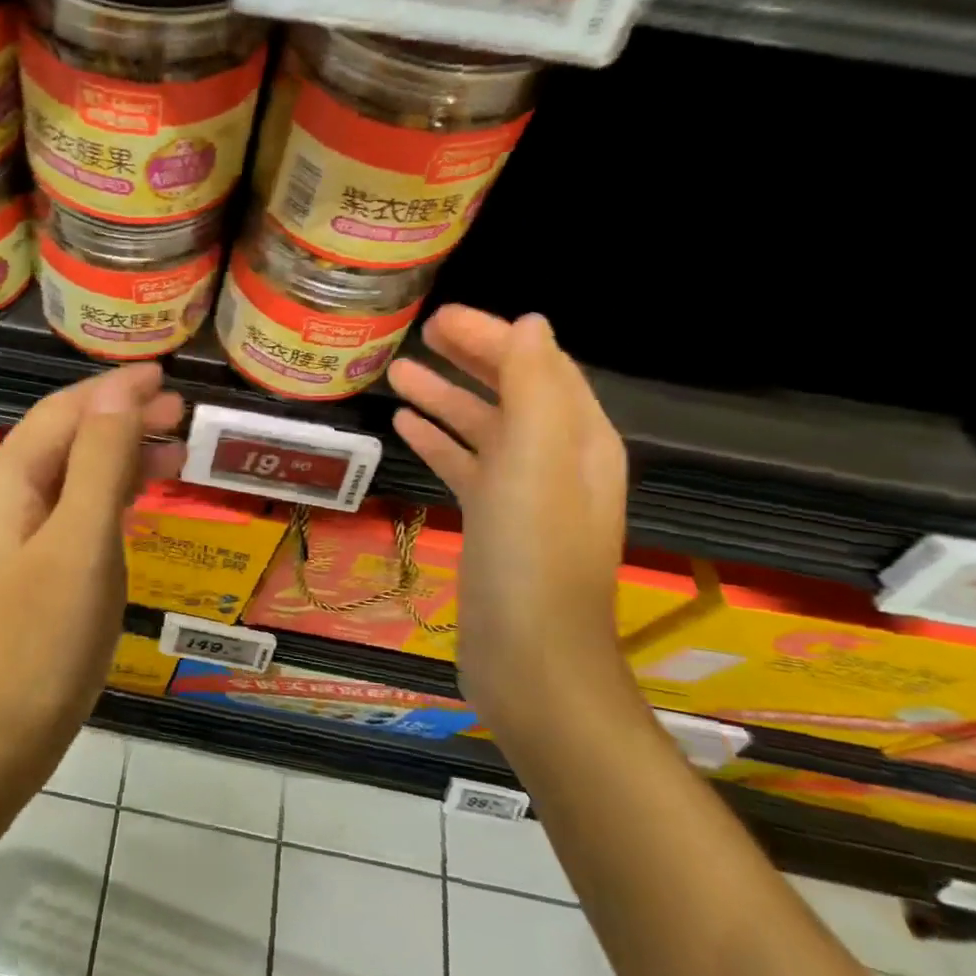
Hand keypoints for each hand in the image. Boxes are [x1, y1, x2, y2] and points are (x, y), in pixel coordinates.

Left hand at [0, 363, 186, 794]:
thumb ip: (100, 461)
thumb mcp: (80, 544)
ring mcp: (5, 539)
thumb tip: (119, 391)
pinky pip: (66, 517)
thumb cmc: (39, 643)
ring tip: (173, 455)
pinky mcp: (19, 573)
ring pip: (68, 479)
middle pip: (65, 440)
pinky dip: (104, 501)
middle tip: (183, 416)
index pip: (64, 411)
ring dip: (117, 460)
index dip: (116, 389)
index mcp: (4, 480)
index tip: (168, 376)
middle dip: (121, 421)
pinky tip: (133, 506)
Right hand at [387, 308, 628, 717]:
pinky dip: (439, 443)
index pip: (537, 366)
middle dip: (470, 358)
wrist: (530, 658)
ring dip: (445, 398)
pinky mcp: (493, 525)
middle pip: (511, 392)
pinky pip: (466, 467)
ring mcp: (524, 495)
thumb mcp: (537, 461)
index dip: (493, 336)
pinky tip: (406, 430)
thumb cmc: (531, 556)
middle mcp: (557, 460)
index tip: (440, 317)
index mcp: (578, 438)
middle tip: (419, 334)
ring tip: (397, 374)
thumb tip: (531, 324)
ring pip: (483, 428)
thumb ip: (535, 388)